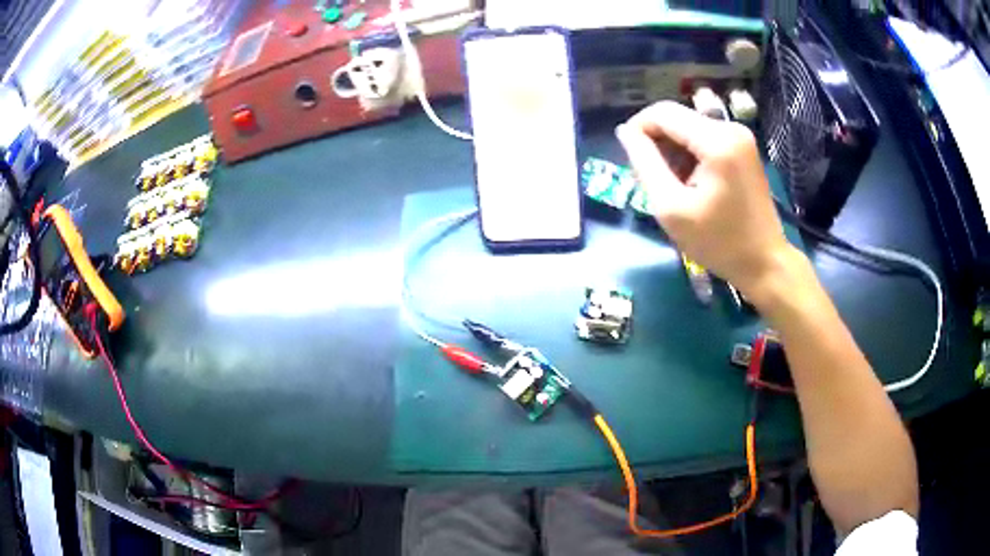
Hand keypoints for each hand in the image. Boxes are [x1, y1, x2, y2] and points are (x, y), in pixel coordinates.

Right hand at [616, 101, 794, 296]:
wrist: (764, 262)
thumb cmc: (719, 242)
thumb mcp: (671, 208)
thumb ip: (644, 164)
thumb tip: (625, 131)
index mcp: (716, 140)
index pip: (662, 113)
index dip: (638, 129)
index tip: (631, 161)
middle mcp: (730, 128)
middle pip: (676, 118)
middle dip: (657, 143)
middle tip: (654, 181)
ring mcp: (739, 136)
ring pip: (688, 127)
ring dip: (673, 151)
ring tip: (675, 187)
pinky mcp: (742, 147)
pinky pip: (704, 138)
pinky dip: (690, 155)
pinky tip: (692, 183)